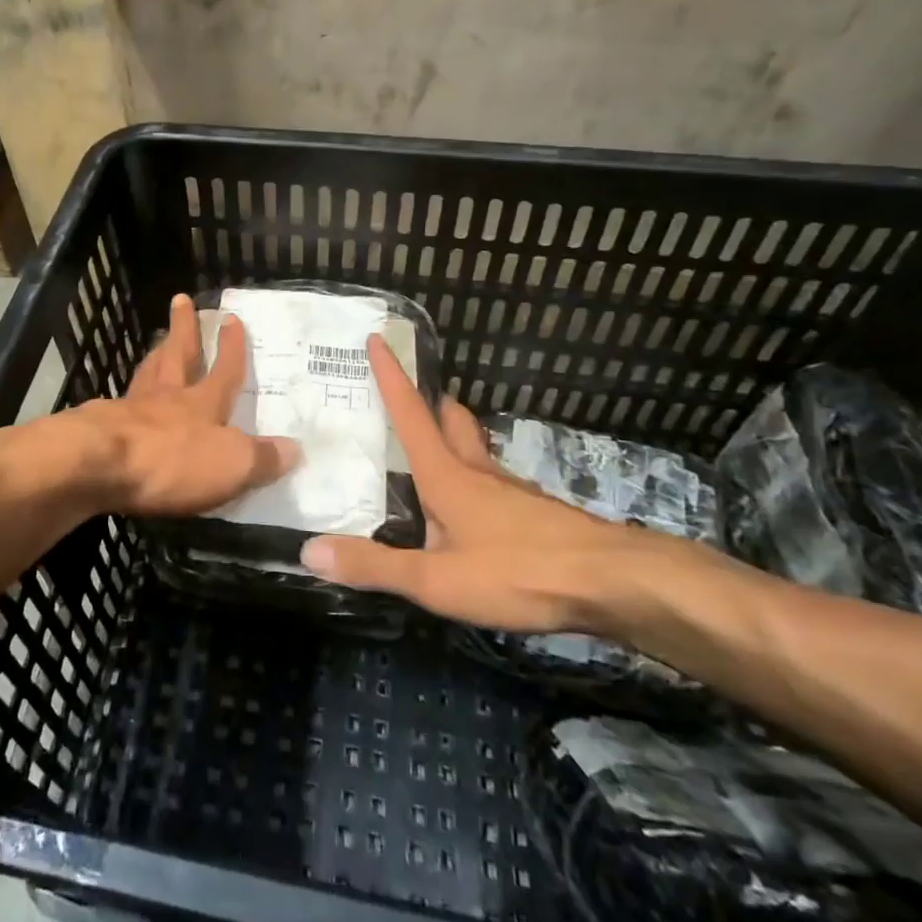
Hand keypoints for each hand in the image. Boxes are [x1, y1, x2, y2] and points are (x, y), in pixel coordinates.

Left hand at [58, 294, 297, 515]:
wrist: (97, 465)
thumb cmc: (172, 461)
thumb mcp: (232, 465)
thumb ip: (263, 458)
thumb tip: (295, 449)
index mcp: (203, 403)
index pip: (224, 370)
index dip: (232, 347)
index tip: (232, 318)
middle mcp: (168, 398)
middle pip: (178, 355)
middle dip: (184, 329)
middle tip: (181, 300)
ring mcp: (131, 409)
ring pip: (147, 373)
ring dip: (155, 354)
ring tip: (158, 341)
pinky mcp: (101, 427)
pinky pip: (120, 402)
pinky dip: (127, 394)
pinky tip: (123, 399)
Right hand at [298, 334, 647, 633]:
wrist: (612, 583)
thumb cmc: (517, 571)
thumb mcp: (436, 580)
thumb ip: (374, 566)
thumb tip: (309, 550)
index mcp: (446, 476)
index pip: (410, 415)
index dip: (392, 376)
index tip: (379, 339)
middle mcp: (477, 471)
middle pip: (451, 420)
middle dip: (430, 401)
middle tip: (410, 397)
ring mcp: (510, 490)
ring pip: (475, 448)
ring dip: (453, 437)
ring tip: (432, 451)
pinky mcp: (534, 512)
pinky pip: (493, 480)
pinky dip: (473, 476)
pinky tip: (472, 508)